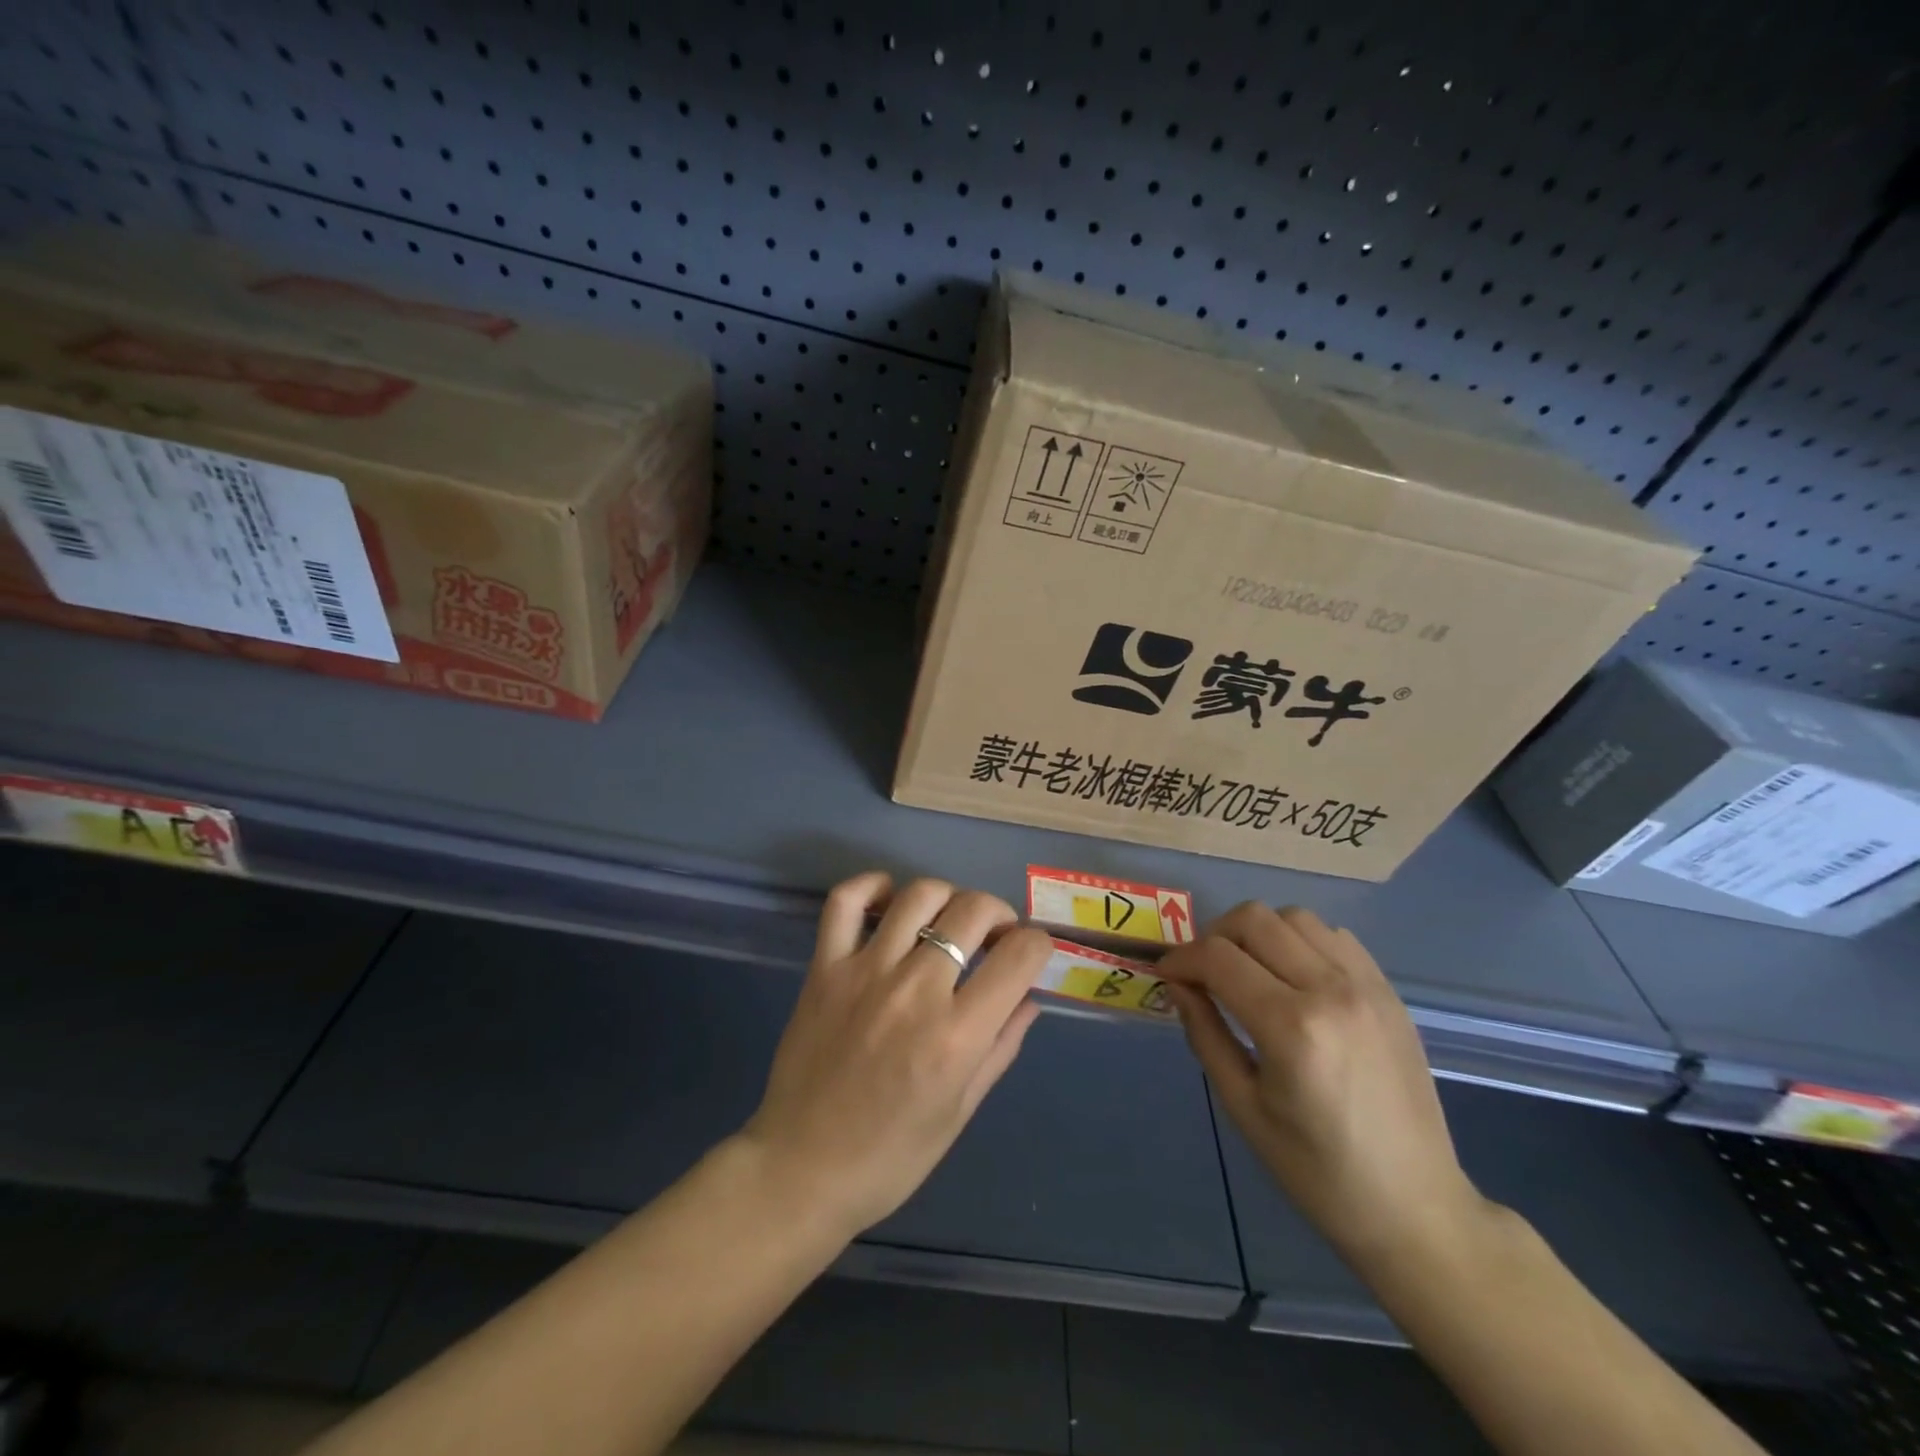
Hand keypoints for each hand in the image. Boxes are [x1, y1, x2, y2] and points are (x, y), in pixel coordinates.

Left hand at [740, 873, 1052, 1240]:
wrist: (802, 1169)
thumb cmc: (892, 1156)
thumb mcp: (961, 1111)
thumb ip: (1001, 1047)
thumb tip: (1029, 997)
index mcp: (957, 1035)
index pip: (1020, 955)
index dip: (1038, 945)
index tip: (1030, 954)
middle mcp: (916, 990)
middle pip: (973, 910)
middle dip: (998, 914)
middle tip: (993, 937)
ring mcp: (865, 971)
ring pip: (919, 895)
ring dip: (947, 897)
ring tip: (948, 920)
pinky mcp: (824, 968)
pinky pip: (846, 901)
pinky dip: (871, 885)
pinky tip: (890, 899)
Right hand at [1158, 904, 1489, 1266]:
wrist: (1415, 1207)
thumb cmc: (1316, 1170)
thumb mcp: (1243, 1107)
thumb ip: (1205, 1034)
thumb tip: (1177, 985)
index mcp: (1291, 1027)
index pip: (1217, 958)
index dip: (1181, 958)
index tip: (1167, 975)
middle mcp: (1331, 990)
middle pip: (1254, 919)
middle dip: (1214, 936)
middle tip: (1202, 971)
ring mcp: (1367, 986)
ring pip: (1294, 916)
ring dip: (1259, 933)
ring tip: (1247, 970)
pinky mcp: (1388, 991)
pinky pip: (1334, 936)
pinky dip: (1300, 940)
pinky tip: (1292, 977)